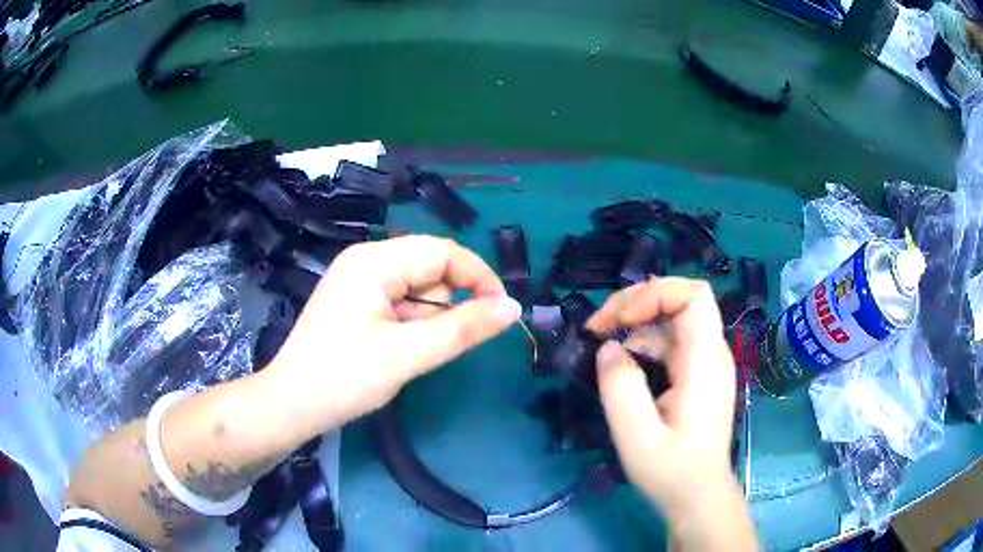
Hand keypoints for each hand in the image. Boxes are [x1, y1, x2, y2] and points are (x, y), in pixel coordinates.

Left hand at [266, 235, 521, 432]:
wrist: (291, 405)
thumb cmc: (343, 378)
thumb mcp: (407, 355)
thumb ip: (462, 329)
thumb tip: (513, 307)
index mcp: (374, 261)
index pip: (443, 252)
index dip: (478, 278)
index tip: (501, 313)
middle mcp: (366, 260)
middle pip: (430, 268)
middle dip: (444, 306)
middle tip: (430, 345)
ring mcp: (358, 280)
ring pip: (417, 288)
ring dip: (425, 319)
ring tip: (403, 352)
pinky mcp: (356, 301)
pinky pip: (399, 302)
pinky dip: (409, 324)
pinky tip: (393, 350)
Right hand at [586, 277, 755, 549]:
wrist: (697, 496)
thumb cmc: (671, 470)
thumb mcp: (637, 436)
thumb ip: (620, 388)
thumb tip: (609, 348)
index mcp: (704, 361)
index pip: (694, 296)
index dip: (654, 295)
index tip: (619, 321)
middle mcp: (710, 353)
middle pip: (681, 299)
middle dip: (637, 301)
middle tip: (599, 324)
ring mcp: (705, 363)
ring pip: (673, 319)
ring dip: (636, 320)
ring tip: (601, 338)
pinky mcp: (696, 375)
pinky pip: (670, 342)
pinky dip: (642, 341)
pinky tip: (621, 363)